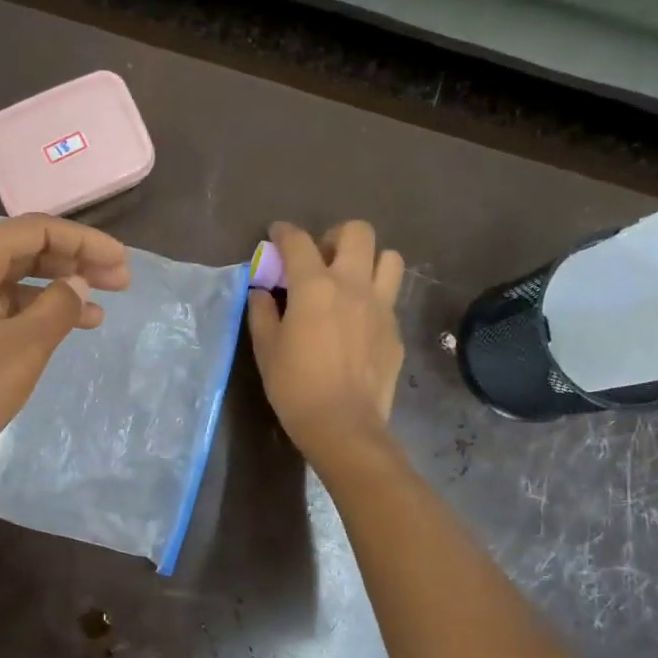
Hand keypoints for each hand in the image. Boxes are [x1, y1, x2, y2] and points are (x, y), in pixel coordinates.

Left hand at [0, 214, 130, 487]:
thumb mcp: (24, 347)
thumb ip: (58, 307)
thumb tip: (78, 284)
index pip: (35, 231)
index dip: (83, 241)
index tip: (121, 262)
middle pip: (24, 251)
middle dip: (74, 262)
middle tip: (119, 282)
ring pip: (15, 282)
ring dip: (58, 291)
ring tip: (100, 312)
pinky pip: (2, 308)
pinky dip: (35, 314)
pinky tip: (64, 331)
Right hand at [247, 220, 404, 473]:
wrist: (343, 425)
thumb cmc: (295, 386)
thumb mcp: (266, 348)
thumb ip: (262, 312)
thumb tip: (262, 291)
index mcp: (315, 286)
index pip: (298, 242)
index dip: (284, 232)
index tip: (276, 234)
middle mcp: (352, 285)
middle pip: (357, 232)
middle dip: (336, 235)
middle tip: (321, 257)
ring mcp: (381, 306)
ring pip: (389, 258)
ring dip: (368, 260)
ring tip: (350, 281)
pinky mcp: (395, 329)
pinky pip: (390, 297)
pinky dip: (374, 297)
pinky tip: (358, 321)